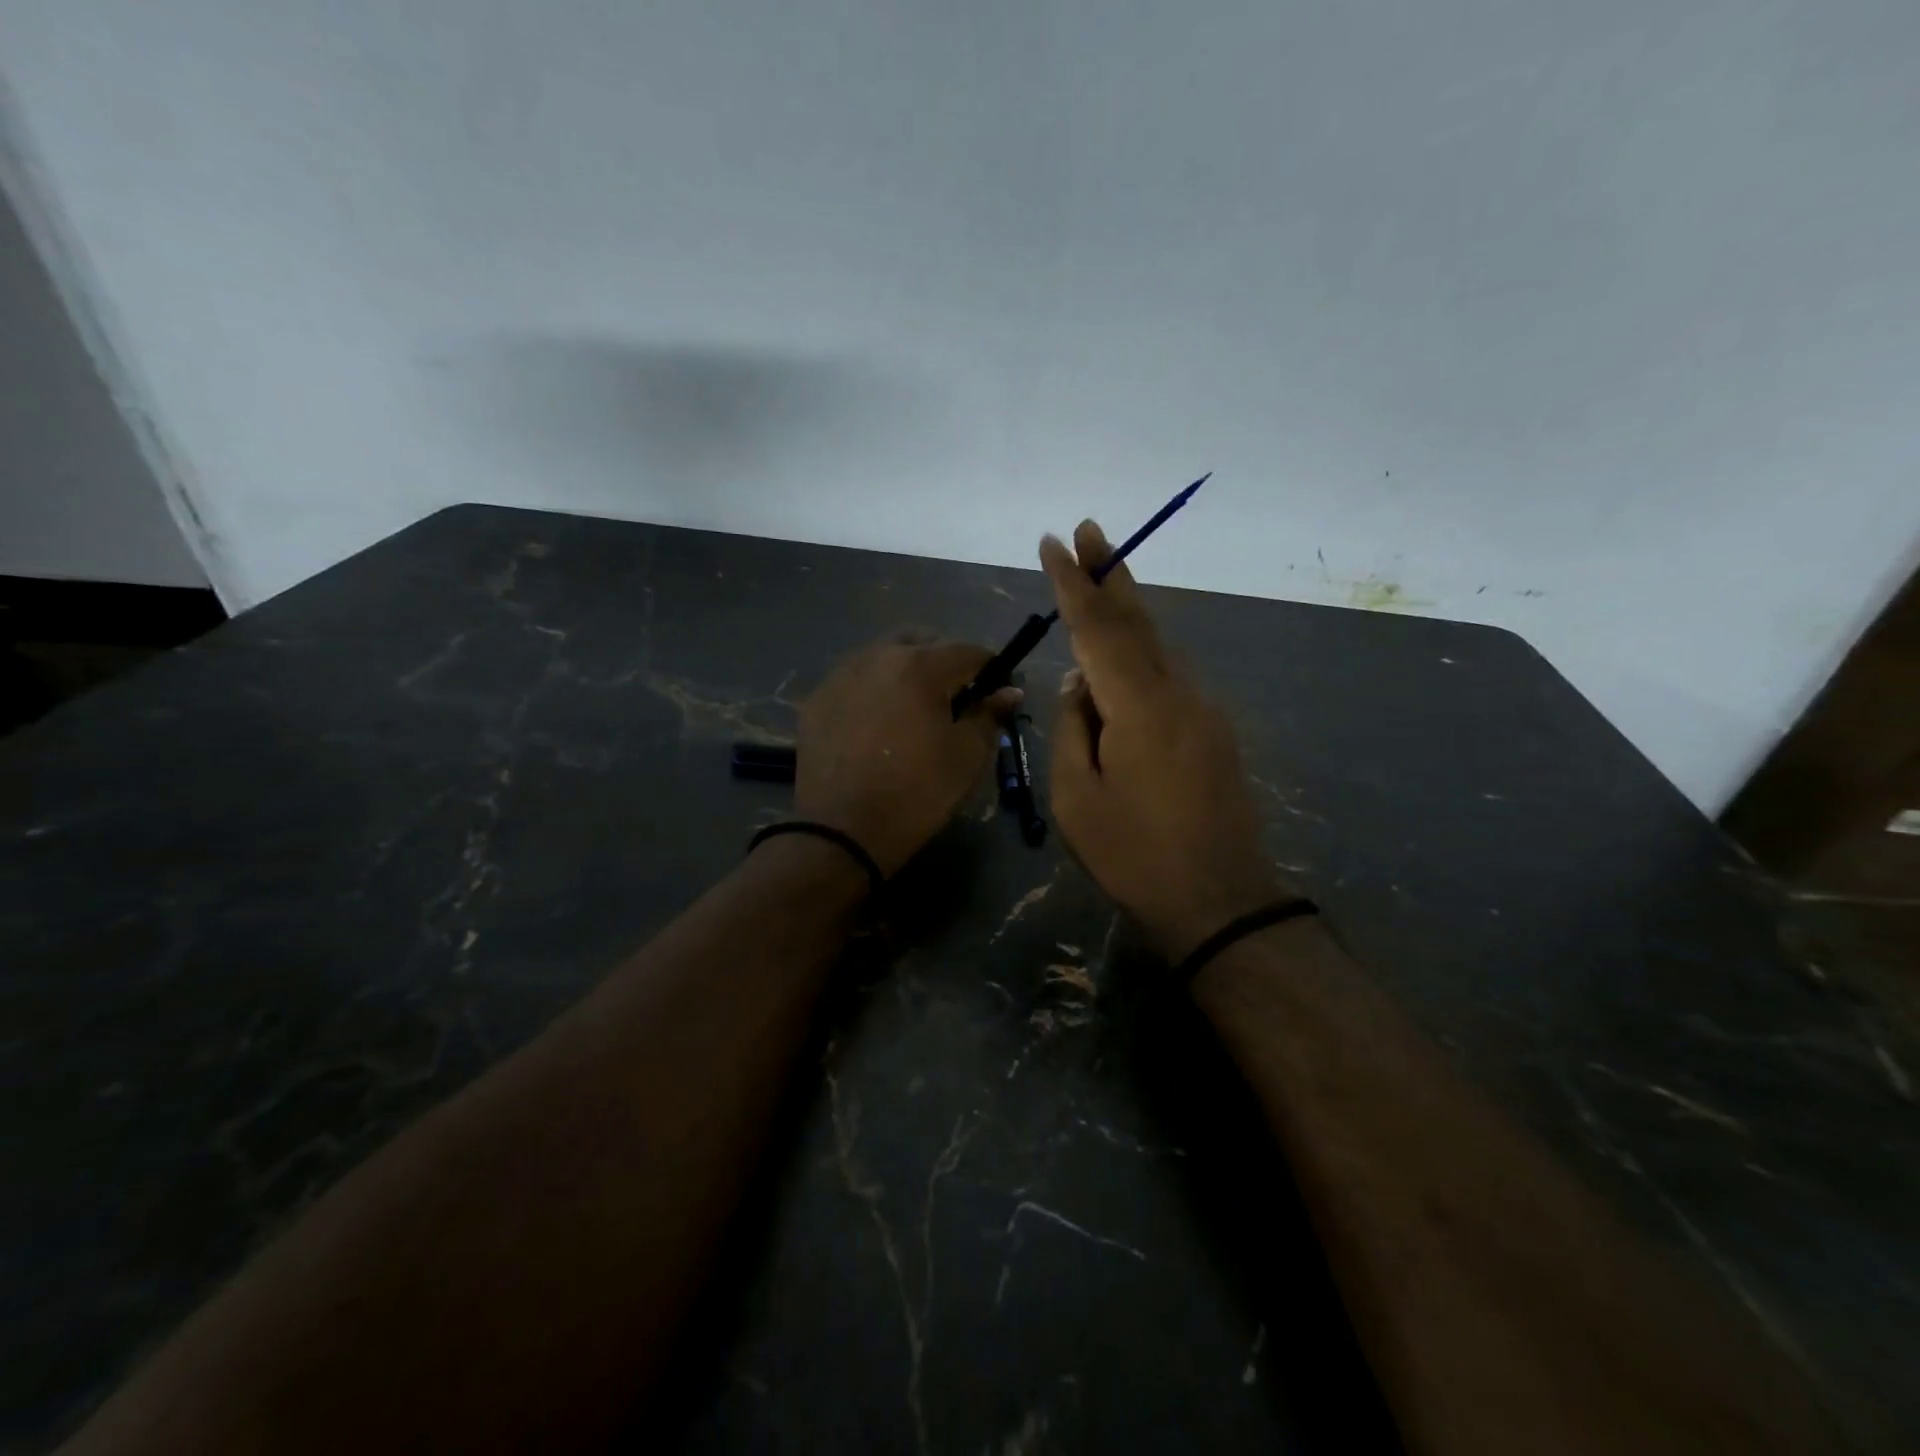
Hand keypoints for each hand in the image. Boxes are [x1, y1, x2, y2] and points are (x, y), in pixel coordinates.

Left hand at [795, 633, 1018, 876]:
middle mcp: (878, 656)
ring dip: (907, 671)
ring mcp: (842, 675)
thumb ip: (990, 715)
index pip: (969, 651)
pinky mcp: (818, 699)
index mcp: (921, 666)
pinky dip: (874, 690)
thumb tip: (1009, 691)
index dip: (991, 670)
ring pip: (884, 656)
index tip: (997, 693)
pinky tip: (877, 724)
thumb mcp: (967, 757)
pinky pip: (856, 680)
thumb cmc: (916, 792)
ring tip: (913, 710)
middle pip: (922, 641)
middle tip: (954, 698)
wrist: (842, 831)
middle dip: (944, 661)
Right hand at [1041, 522, 1287, 957]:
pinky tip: (1120, 659)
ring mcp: (1203, 710)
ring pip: (1158, 646)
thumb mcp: (1076, 799)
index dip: (1073, 583)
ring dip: (1127, 610)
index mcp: (1139, 707)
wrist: (1219, 899)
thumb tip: (1079, 686)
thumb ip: (1071, 730)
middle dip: (1111, 572)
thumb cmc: (1134, 854)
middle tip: (1091, 529)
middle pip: (1139, 620)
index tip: (1054, 543)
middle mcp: (1178, 693)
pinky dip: (1141, 653)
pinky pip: (1168, 676)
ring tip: (1099, 579)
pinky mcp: (1213, 730)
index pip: (1098, 629)